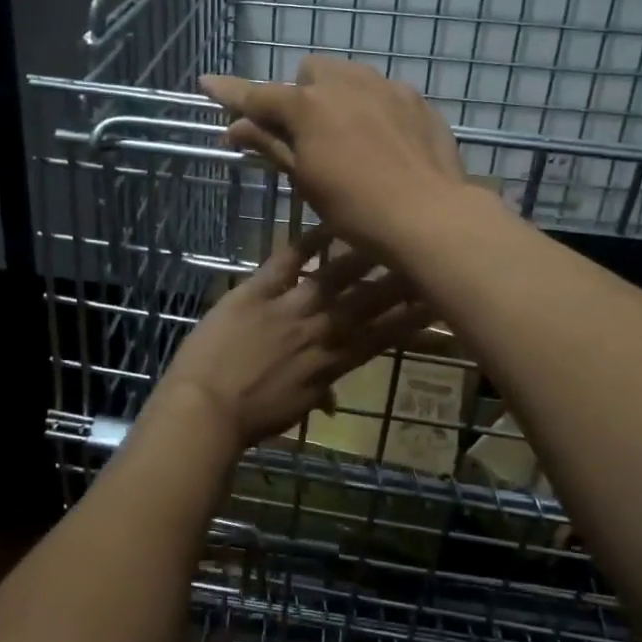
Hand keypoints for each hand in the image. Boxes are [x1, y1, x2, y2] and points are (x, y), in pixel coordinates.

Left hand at [159, 230, 427, 447]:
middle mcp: (319, 332)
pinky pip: (286, 262)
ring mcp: (288, 308)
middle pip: (367, 301)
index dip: (410, 319)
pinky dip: (306, 242)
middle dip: (400, 280)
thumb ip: (317, 395)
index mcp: (331, 365)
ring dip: (363, 255)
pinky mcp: (255, 292)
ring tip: (387, 232)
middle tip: (425, 255)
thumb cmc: (250, 418)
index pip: (381, 337)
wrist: (205, 409)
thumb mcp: (293, 410)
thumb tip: (333, 401)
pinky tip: (328, 222)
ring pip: (335, 277)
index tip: (436, 300)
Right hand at [200, 57, 466, 252]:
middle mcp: (345, 83)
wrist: (428, 215)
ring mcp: (386, 87)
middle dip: (301, 94)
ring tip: (348, 135)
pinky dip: (373, 108)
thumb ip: (270, 145)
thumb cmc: (354, 207)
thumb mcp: (305, 180)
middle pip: (310, 73)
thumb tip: (235, 127)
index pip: (259, 95)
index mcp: (308, 106)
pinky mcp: (416, 100)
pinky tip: (383, 141)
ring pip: (349, 75)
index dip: (231, 92)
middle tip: (305, 133)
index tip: (208, 82)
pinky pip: (384, 92)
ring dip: (337, 96)